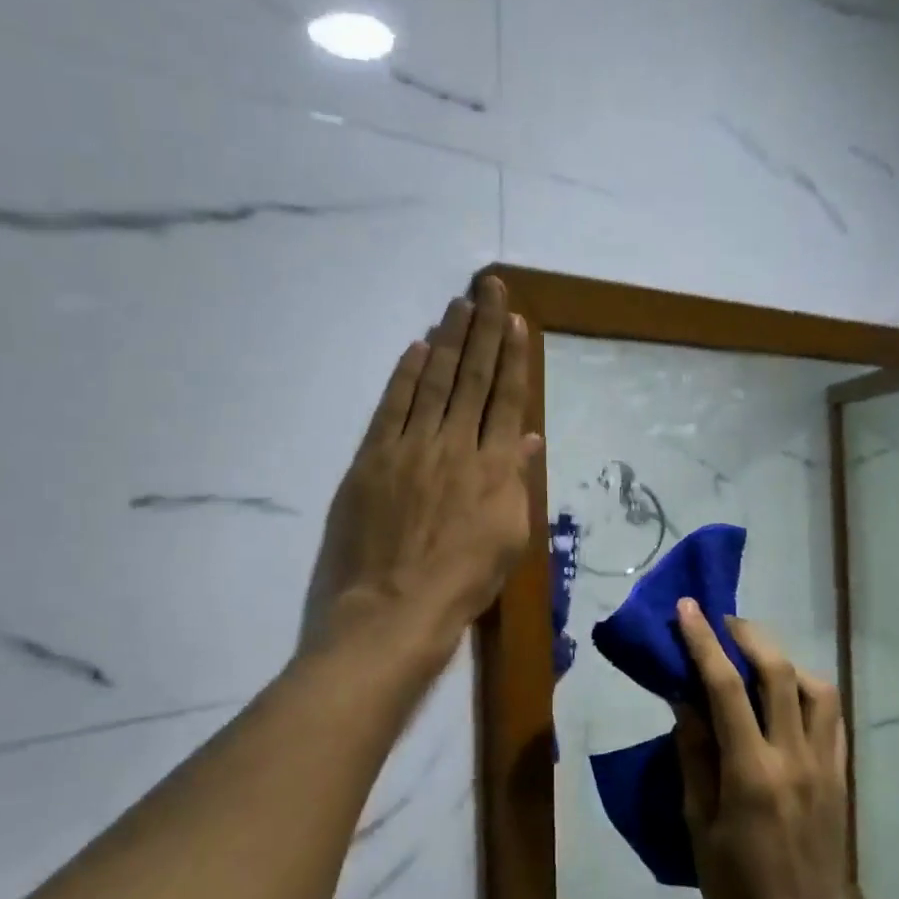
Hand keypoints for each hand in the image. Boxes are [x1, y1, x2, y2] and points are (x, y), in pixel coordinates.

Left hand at [300, 276, 540, 655]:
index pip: (506, 399)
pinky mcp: (372, 458)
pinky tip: (416, 348)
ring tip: (459, 305)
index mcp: (495, 467)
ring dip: (447, 339)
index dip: (513, 357)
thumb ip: (517, 482)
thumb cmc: (463, 584)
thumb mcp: (509, 539)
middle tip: (490, 288)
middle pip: (472, 377)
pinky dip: (405, 374)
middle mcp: (455, 445)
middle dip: (484, 329)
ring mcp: (410, 447)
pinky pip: (391, 406)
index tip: (517, 321)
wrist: (393, 610)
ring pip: (433, 381)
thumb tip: (526, 437)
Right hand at [673, 599, 865, 898]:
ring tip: (755, 658)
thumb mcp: (698, 824)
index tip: (687, 608)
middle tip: (722, 623)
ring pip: (815, 686)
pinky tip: (786, 694)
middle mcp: (793, 756)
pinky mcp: (841, 775)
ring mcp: (824, 763)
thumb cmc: (736, 886)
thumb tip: (685, 699)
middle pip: (778, 671)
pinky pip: (831, 716)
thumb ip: (694, 755)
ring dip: (783, 659)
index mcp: (751, 771)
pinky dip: (807, 690)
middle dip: (748, 635)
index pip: (724, 687)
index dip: (703, 641)